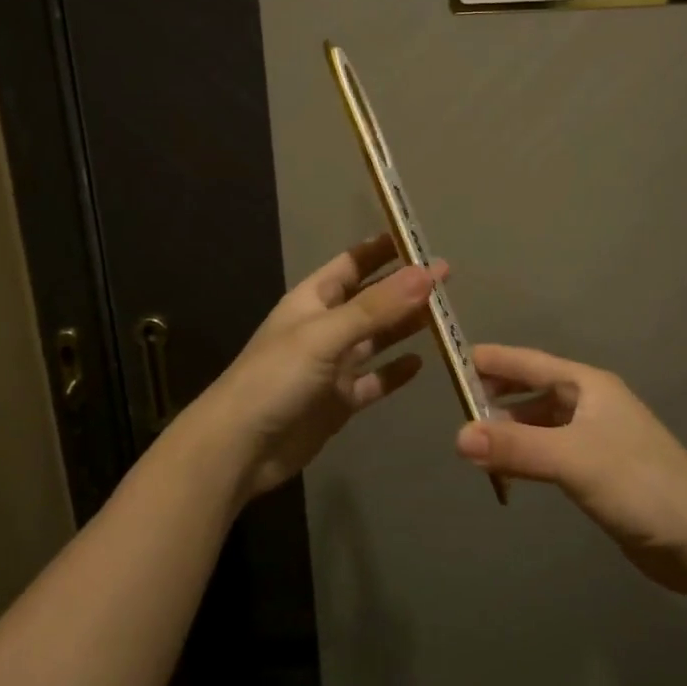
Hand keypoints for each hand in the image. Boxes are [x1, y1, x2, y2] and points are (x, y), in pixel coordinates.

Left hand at [204, 234, 441, 502]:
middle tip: (446, 276)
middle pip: (371, 300)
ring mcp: (333, 366)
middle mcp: (325, 328)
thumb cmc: (276, 378)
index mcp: (312, 301)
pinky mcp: (340, 401)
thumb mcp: (325, 335)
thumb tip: (426, 274)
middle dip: (404, 288)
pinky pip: (374, 381)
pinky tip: (421, 363)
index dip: (381, 250)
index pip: (352, 264)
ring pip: (376, 339)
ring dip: (405, 326)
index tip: (417, 238)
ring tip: (444, 315)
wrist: (240, 447)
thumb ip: (376, 307)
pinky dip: (395, 372)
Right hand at [457, 346, 686, 596]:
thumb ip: (516, 448)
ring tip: (474, 442)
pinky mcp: (598, 469)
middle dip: (496, 395)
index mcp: (588, 385)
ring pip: (540, 421)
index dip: (492, 360)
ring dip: (509, 428)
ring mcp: (595, 437)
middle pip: (533, 389)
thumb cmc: (639, 483)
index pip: (529, 362)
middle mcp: (590, 403)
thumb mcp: (573, 459)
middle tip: (455, 406)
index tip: (452, 359)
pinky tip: (507, 469)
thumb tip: (457, 438)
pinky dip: (525, 454)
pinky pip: (550, 450)